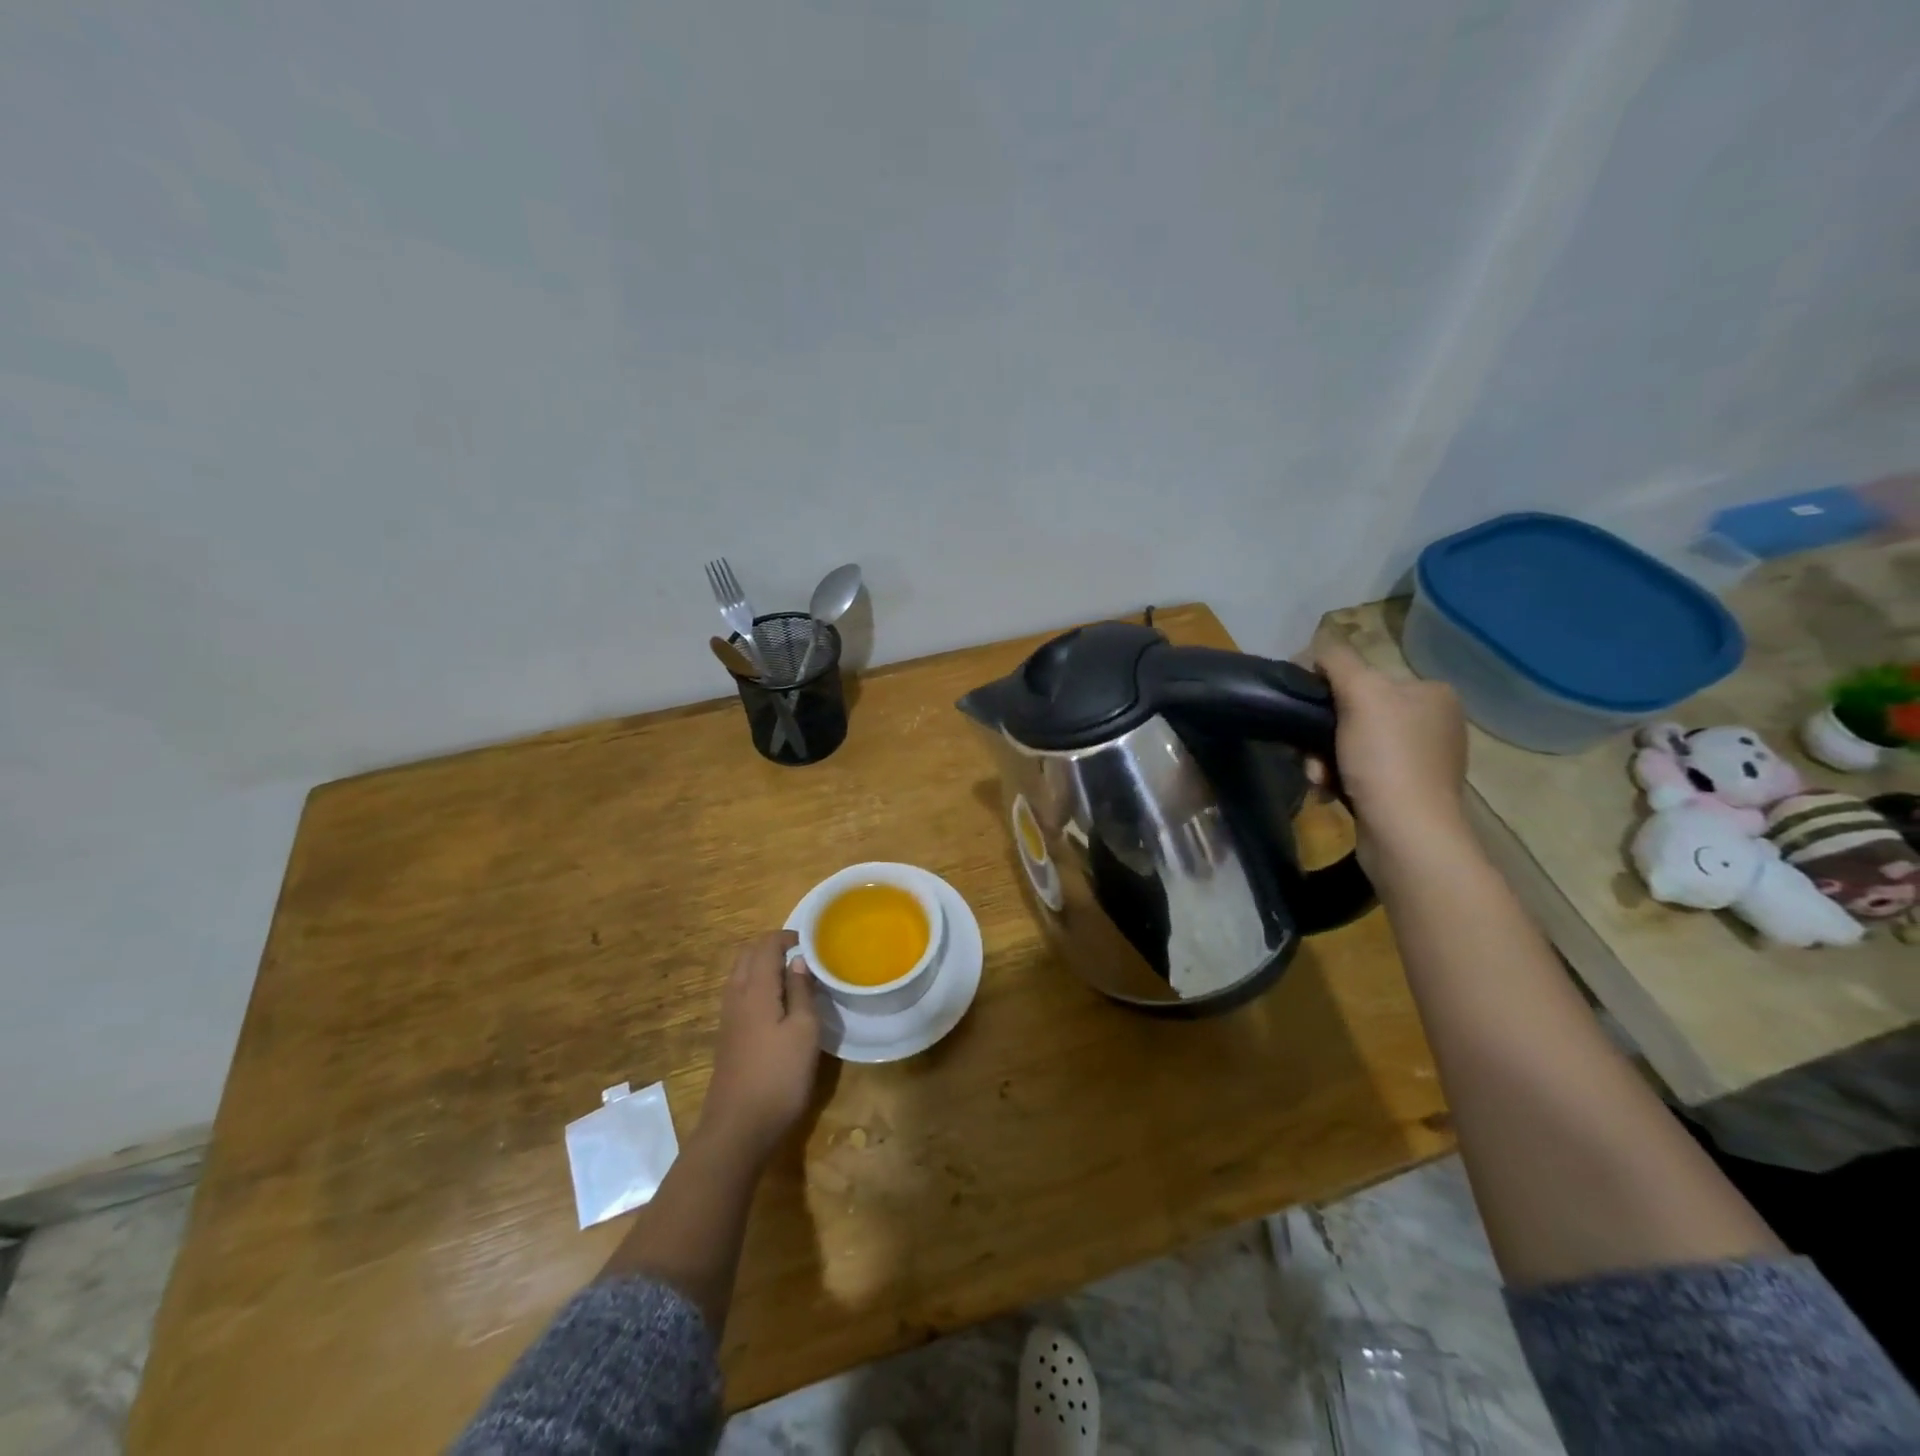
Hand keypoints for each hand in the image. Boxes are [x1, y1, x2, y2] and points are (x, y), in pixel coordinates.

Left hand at [698, 931, 821, 1164]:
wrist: (737, 1129)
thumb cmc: (778, 1076)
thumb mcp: (804, 1031)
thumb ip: (801, 992)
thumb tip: (798, 961)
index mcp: (755, 989)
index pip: (765, 946)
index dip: (786, 937)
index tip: (810, 941)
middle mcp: (736, 997)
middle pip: (746, 956)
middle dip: (771, 947)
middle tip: (801, 955)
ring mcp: (727, 1019)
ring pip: (740, 975)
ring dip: (762, 967)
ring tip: (792, 977)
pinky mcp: (727, 1038)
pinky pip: (740, 995)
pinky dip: (757, 986)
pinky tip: (777, 1006)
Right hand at [1316, 643, 1470, 871]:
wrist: (1406, 834)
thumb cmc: (1386, 758)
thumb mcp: (1361, 693)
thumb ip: (1337, 660)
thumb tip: (1318, 646)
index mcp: (1432, 693)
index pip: (1365, 677)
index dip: (1328, 692)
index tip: (1307, 714)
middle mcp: (1434, 722)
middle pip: (1355, 713)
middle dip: (1323, 733)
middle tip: (1310, 755)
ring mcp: (1422, 760)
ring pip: (1352, 745)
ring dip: (1325, 758)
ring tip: (1319, 778)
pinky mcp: (1407, 792)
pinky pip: (1360, 773)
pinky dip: (1339, 779)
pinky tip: (1330, 791)